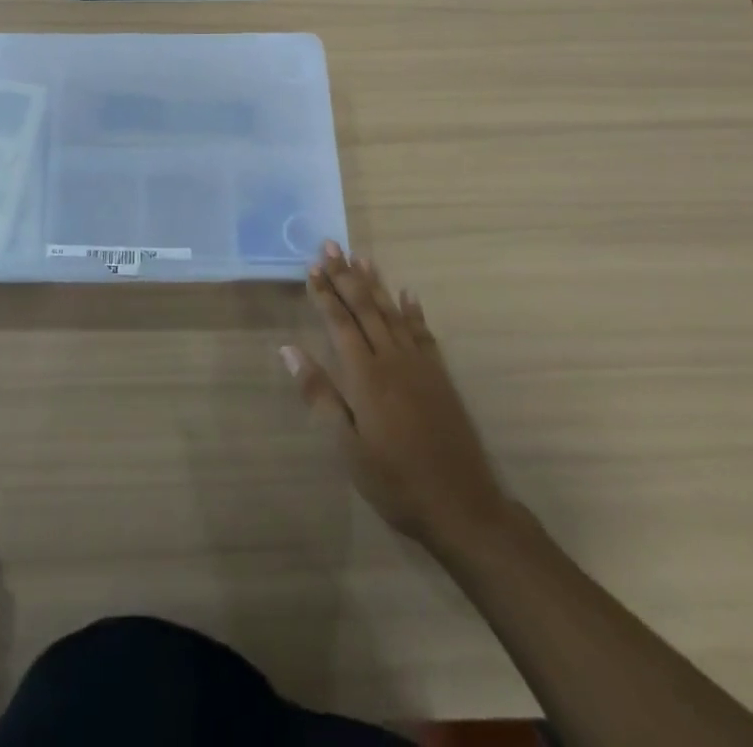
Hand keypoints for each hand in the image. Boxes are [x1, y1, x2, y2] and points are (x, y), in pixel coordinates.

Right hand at [283, 242, 509, 548]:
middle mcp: (392, 359)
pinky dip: (413, 311)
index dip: (324, 293)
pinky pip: (423, 333)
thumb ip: (320, 395)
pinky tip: (407, 294)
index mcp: (366, 376)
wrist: (462, 506)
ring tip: (360, 257)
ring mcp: (420, 365)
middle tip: (330, 246)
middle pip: (365, 308)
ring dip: (375, 283)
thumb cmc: (395, 481)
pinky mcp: (440, 376)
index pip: (340, 323)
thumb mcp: (348, 447)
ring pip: (392, 313)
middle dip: (345, 276)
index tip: (311, 267)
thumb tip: (289, 350)